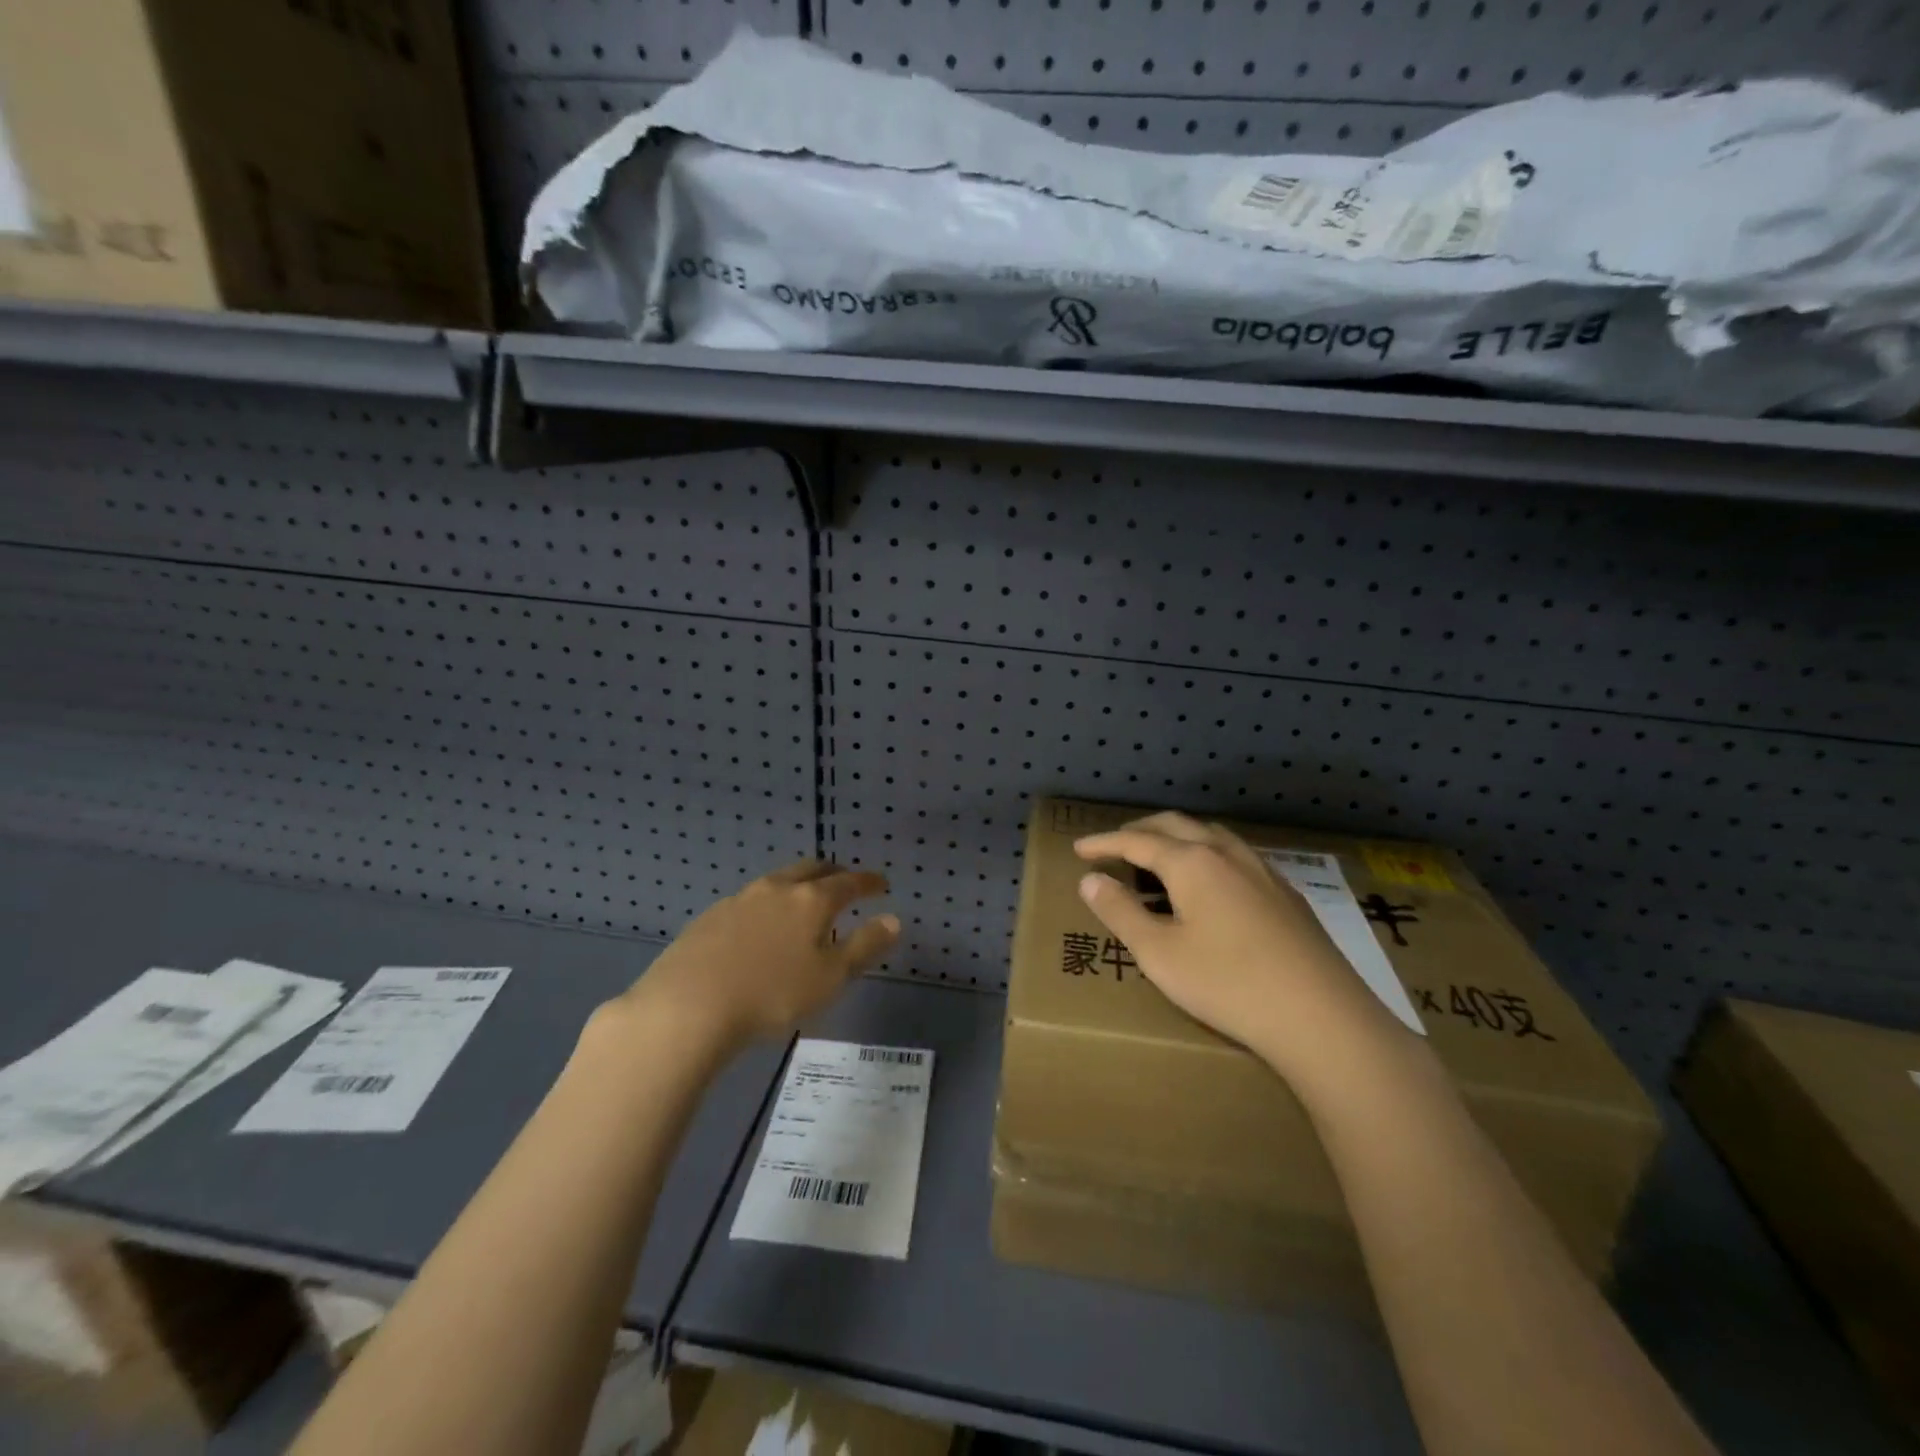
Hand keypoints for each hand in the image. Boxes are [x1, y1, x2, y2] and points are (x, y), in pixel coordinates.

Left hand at [609, 861, 899, 1054]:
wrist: (688, 1005)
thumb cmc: (772, 994)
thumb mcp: (830, 978)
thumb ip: (865, 946)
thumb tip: (894, 920)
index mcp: (812, 900)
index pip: (849, 882)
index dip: (869, 882)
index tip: (882, 883)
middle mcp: (778, 888)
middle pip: (812, 869)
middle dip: (833, 873)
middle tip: (845, 882)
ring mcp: (740, 899)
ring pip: (778, 880)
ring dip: (798, 885)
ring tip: (803, 902)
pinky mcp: (711, 916)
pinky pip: (750, 899)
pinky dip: (768, 904)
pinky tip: (761, 926)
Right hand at [1075, 813, 1412, 1090]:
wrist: (1321, 1017)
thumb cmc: (1227, 983)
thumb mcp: (1158, 953)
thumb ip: (1120, 912)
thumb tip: (1091, 880)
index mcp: (1191, 862)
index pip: (1136, 841)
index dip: (1104, 843)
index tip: (1079, 849)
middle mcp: (1226, 854)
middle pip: (1175, 826)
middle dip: (1140, 831)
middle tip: (1115, 844)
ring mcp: (1262, 870)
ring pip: (1211, 835)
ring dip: (1178, 837)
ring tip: (1160, 855)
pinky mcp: (1286, 894)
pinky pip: (1236, 855)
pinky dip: (1207, 854)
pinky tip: (1213, 882)